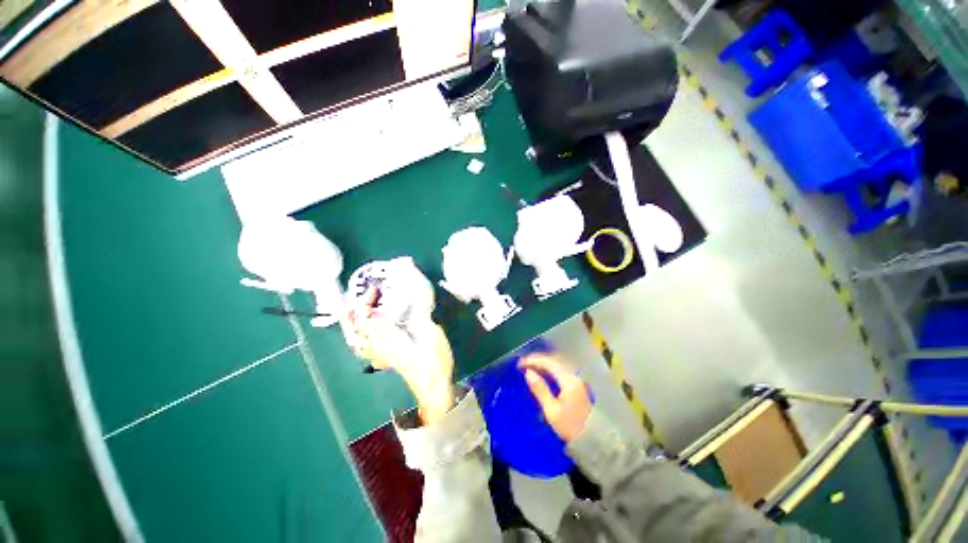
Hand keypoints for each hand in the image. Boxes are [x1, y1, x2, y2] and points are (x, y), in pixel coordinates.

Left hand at [345, 293, 454, 424]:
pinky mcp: (388, 359)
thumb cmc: (432, 359)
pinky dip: (363, 338)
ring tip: (356, 315)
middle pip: (355, 331)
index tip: (375, 289)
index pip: (364, 319)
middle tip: (354, 301)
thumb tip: (416, 296)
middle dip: (351, 315)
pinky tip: (371, 333)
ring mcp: (381, 355)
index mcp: (386, 338)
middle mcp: (378, 347)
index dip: (365, 302)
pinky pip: (367, 348)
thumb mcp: (429, 333)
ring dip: (354, 327)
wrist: (434, 385)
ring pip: (358, 341)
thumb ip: (419, 314)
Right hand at [520, 354, 591, 442]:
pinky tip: (542, 372)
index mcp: (568, 380)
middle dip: (537, 359)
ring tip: (529, 366)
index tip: (520, 363)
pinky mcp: (576, 383)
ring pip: (557, 364)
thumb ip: (540, 389)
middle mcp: (573, 375)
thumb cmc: (570, 426)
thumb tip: (528, 372)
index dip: (533, 360)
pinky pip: (560, 369)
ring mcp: (576, 378)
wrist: (592, 439)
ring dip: (543, 363)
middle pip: (553, 360)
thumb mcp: (552, 410)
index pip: (548, 362)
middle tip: (523, 363)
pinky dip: (549, 368)